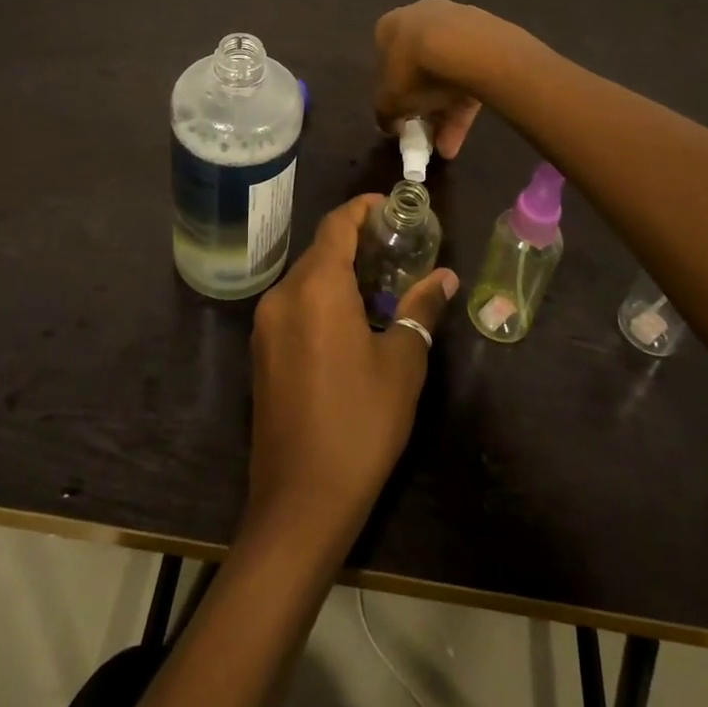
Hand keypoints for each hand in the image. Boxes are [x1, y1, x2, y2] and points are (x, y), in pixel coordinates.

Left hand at [245, 194, 458, 549]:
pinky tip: (351, 319)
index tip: (391, 206)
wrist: (300, 501)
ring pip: (306, 278)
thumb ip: (421, 309)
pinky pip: (294, 305)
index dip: (362, 208)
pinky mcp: (261, 352)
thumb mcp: (402, 363)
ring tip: (382, 282)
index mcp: (315, 288)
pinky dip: (322, 297)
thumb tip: (445, 277)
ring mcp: (266, 325)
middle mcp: (283, 295)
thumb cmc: (360, 423)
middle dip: (356, 242)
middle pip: (320, 250)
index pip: (336, 224)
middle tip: (398, 247)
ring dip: (339, 271)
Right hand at [373, 0, 521, 158]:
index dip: (395, 93)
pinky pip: (471, 69)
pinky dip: (467, 97)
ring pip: (448, 71)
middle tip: (429, 132)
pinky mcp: (484, 33)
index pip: (387, 62)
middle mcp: (419, 16)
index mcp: (389, 26)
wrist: (465, 47)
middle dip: (424, 103)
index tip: (403, 116)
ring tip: (450, 145)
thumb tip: (389, 123)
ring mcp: (455, 20)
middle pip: (420, 66)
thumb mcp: (388, 102)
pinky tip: (468, 127)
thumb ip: (385, 114)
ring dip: (447, 108)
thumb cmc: (413, 69)